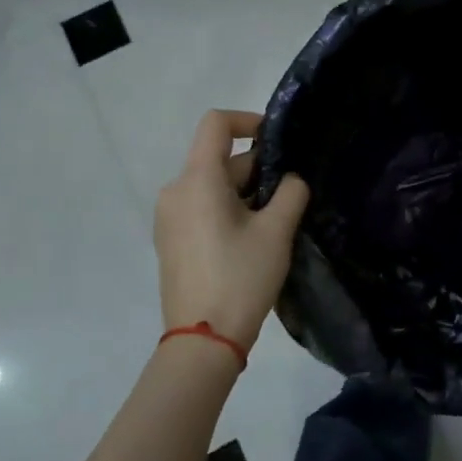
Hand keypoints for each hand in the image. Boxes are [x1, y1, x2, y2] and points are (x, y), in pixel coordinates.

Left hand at [154, 110, 309, 351]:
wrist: (202, 340)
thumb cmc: (241, 277)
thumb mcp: (276, 231)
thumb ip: (290, 193)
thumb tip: (290, 181)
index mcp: (197, 181)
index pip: (216, 124)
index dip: (249, 120)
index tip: (279, 141)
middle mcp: (176, 191)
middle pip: (218, 158)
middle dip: (257, 168)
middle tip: (292, 194)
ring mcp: (170, 218)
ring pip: (213, 185)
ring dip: (246, 191)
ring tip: (277, 219)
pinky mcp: (172, 240)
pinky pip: (202, 207)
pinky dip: (229, 208)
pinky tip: (253, 237)